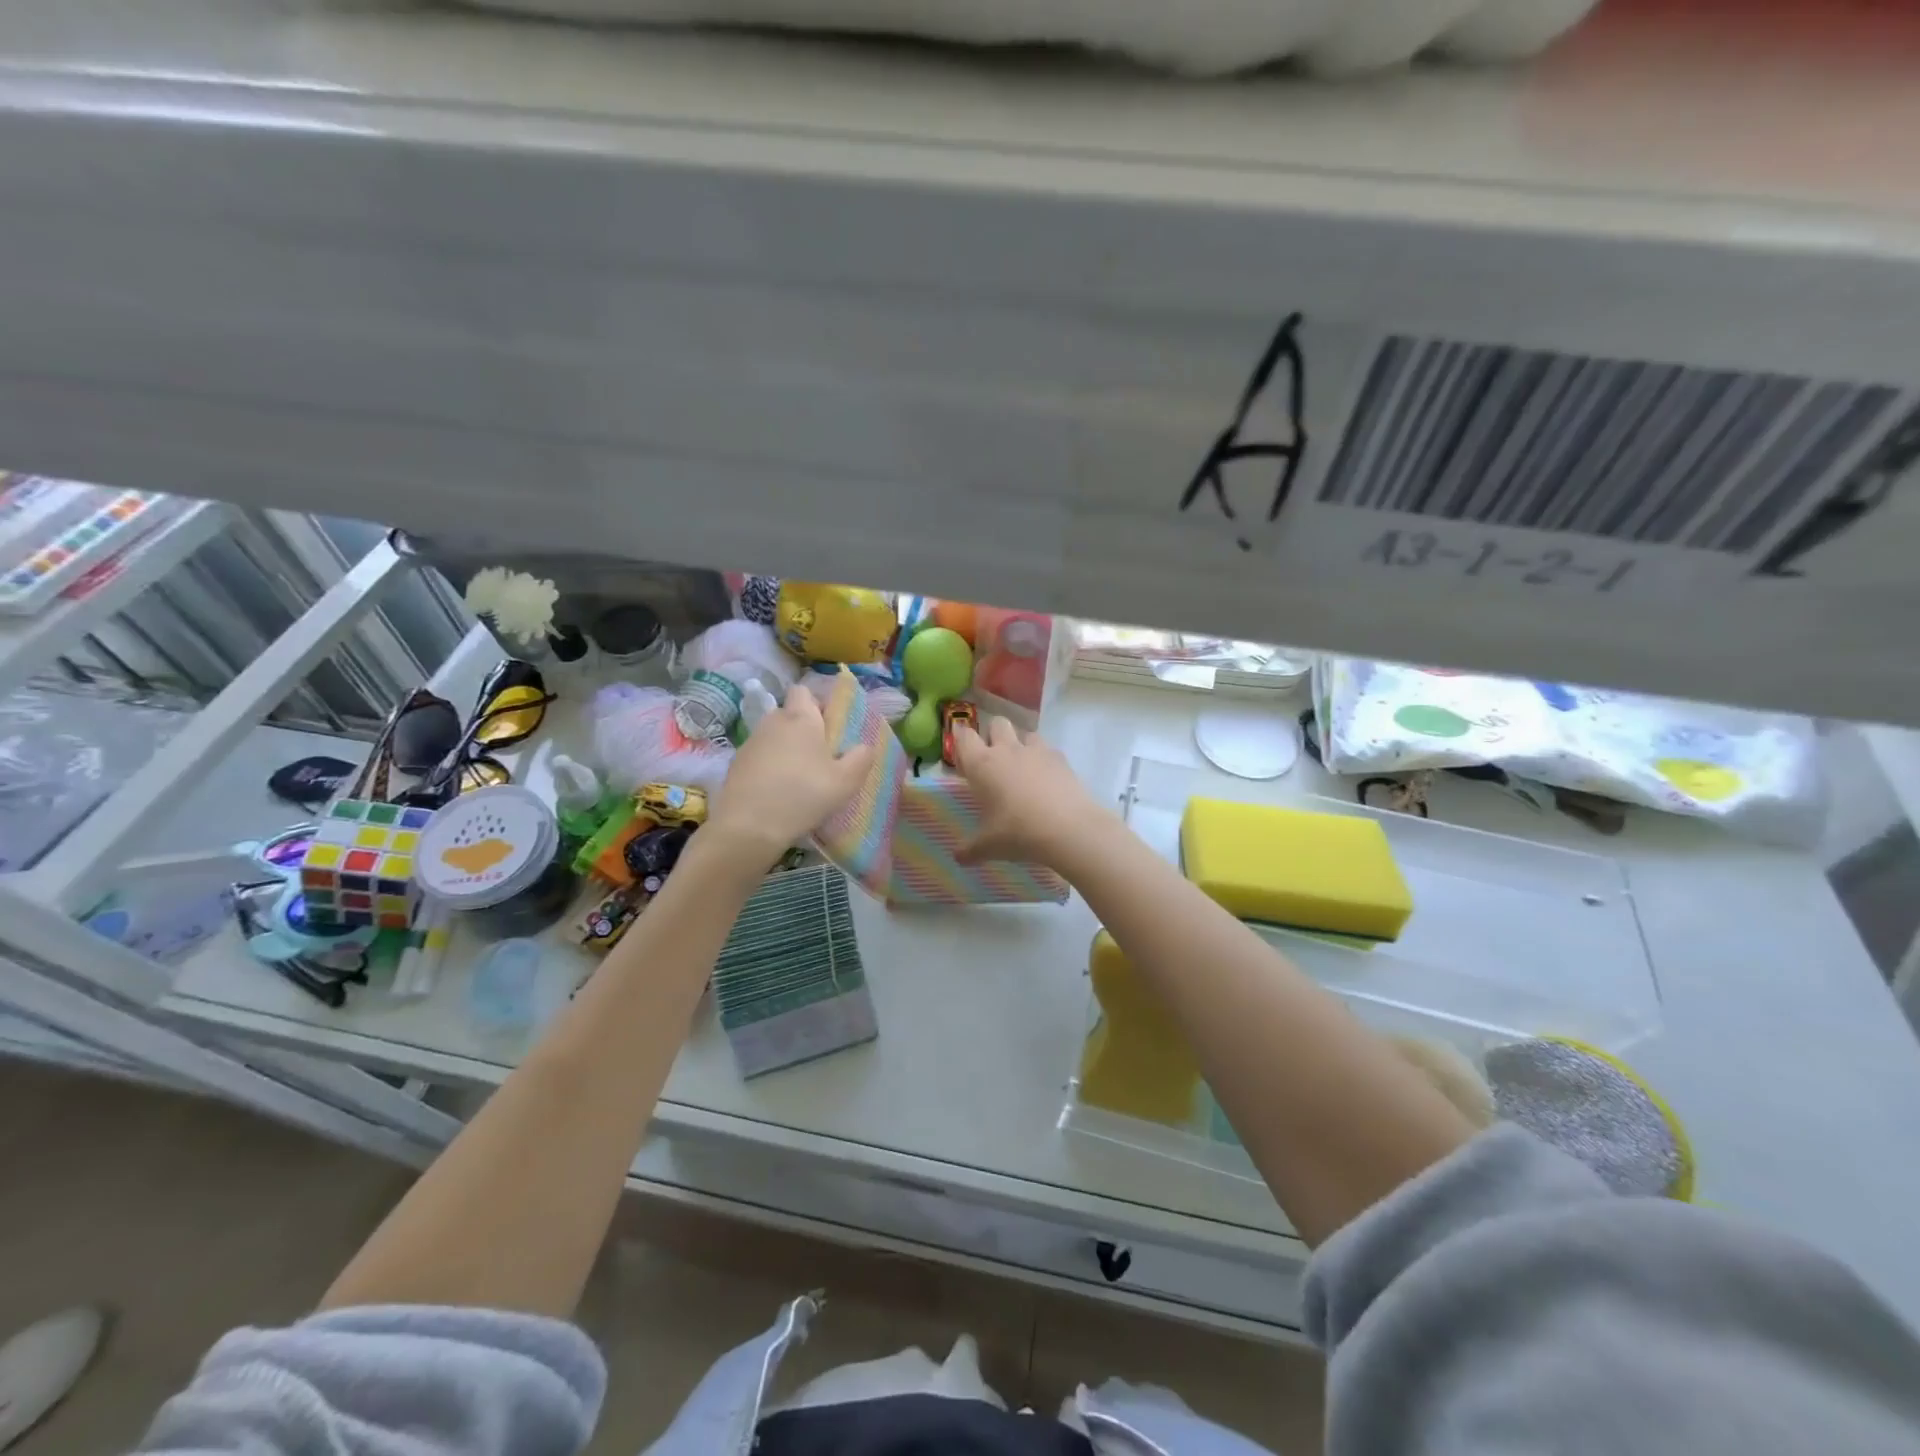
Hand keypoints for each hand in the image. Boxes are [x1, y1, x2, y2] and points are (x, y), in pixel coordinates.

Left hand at [708, 683, 874, 866]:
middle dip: (802, 728)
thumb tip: (866, 745)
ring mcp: (750, 742)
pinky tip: (777, 791)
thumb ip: (861, 758)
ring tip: (798, 777)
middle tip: (819, 756)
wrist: (749, 826)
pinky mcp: (735, 764)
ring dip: (785, 748)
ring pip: (773, 736)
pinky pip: (759, 756)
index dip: (816, 704)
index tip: (829, 727)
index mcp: (801, 718)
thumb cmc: (803, 796)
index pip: (803, 691)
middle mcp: (773, 722)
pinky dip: (768, 766)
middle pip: (789, 714)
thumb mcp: (845, 781)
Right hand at [950, 716, 1108, 866]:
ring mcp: (1036, 751)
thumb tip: (957, 858)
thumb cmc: (1017, 832)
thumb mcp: (989, 846)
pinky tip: (1047, 781)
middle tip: (994, 761)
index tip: (964, 756)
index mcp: (982, 765)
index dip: (962, 741)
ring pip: (1025, 733)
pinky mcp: (1061, 758)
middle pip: (996, 723)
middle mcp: (1007, 750)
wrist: (1068, 828)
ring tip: (1024, 769)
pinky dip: (1045, 760)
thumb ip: (970, 849)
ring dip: (1021, 744)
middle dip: (993, 735)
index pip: (964, 737)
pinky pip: (1048, 750)